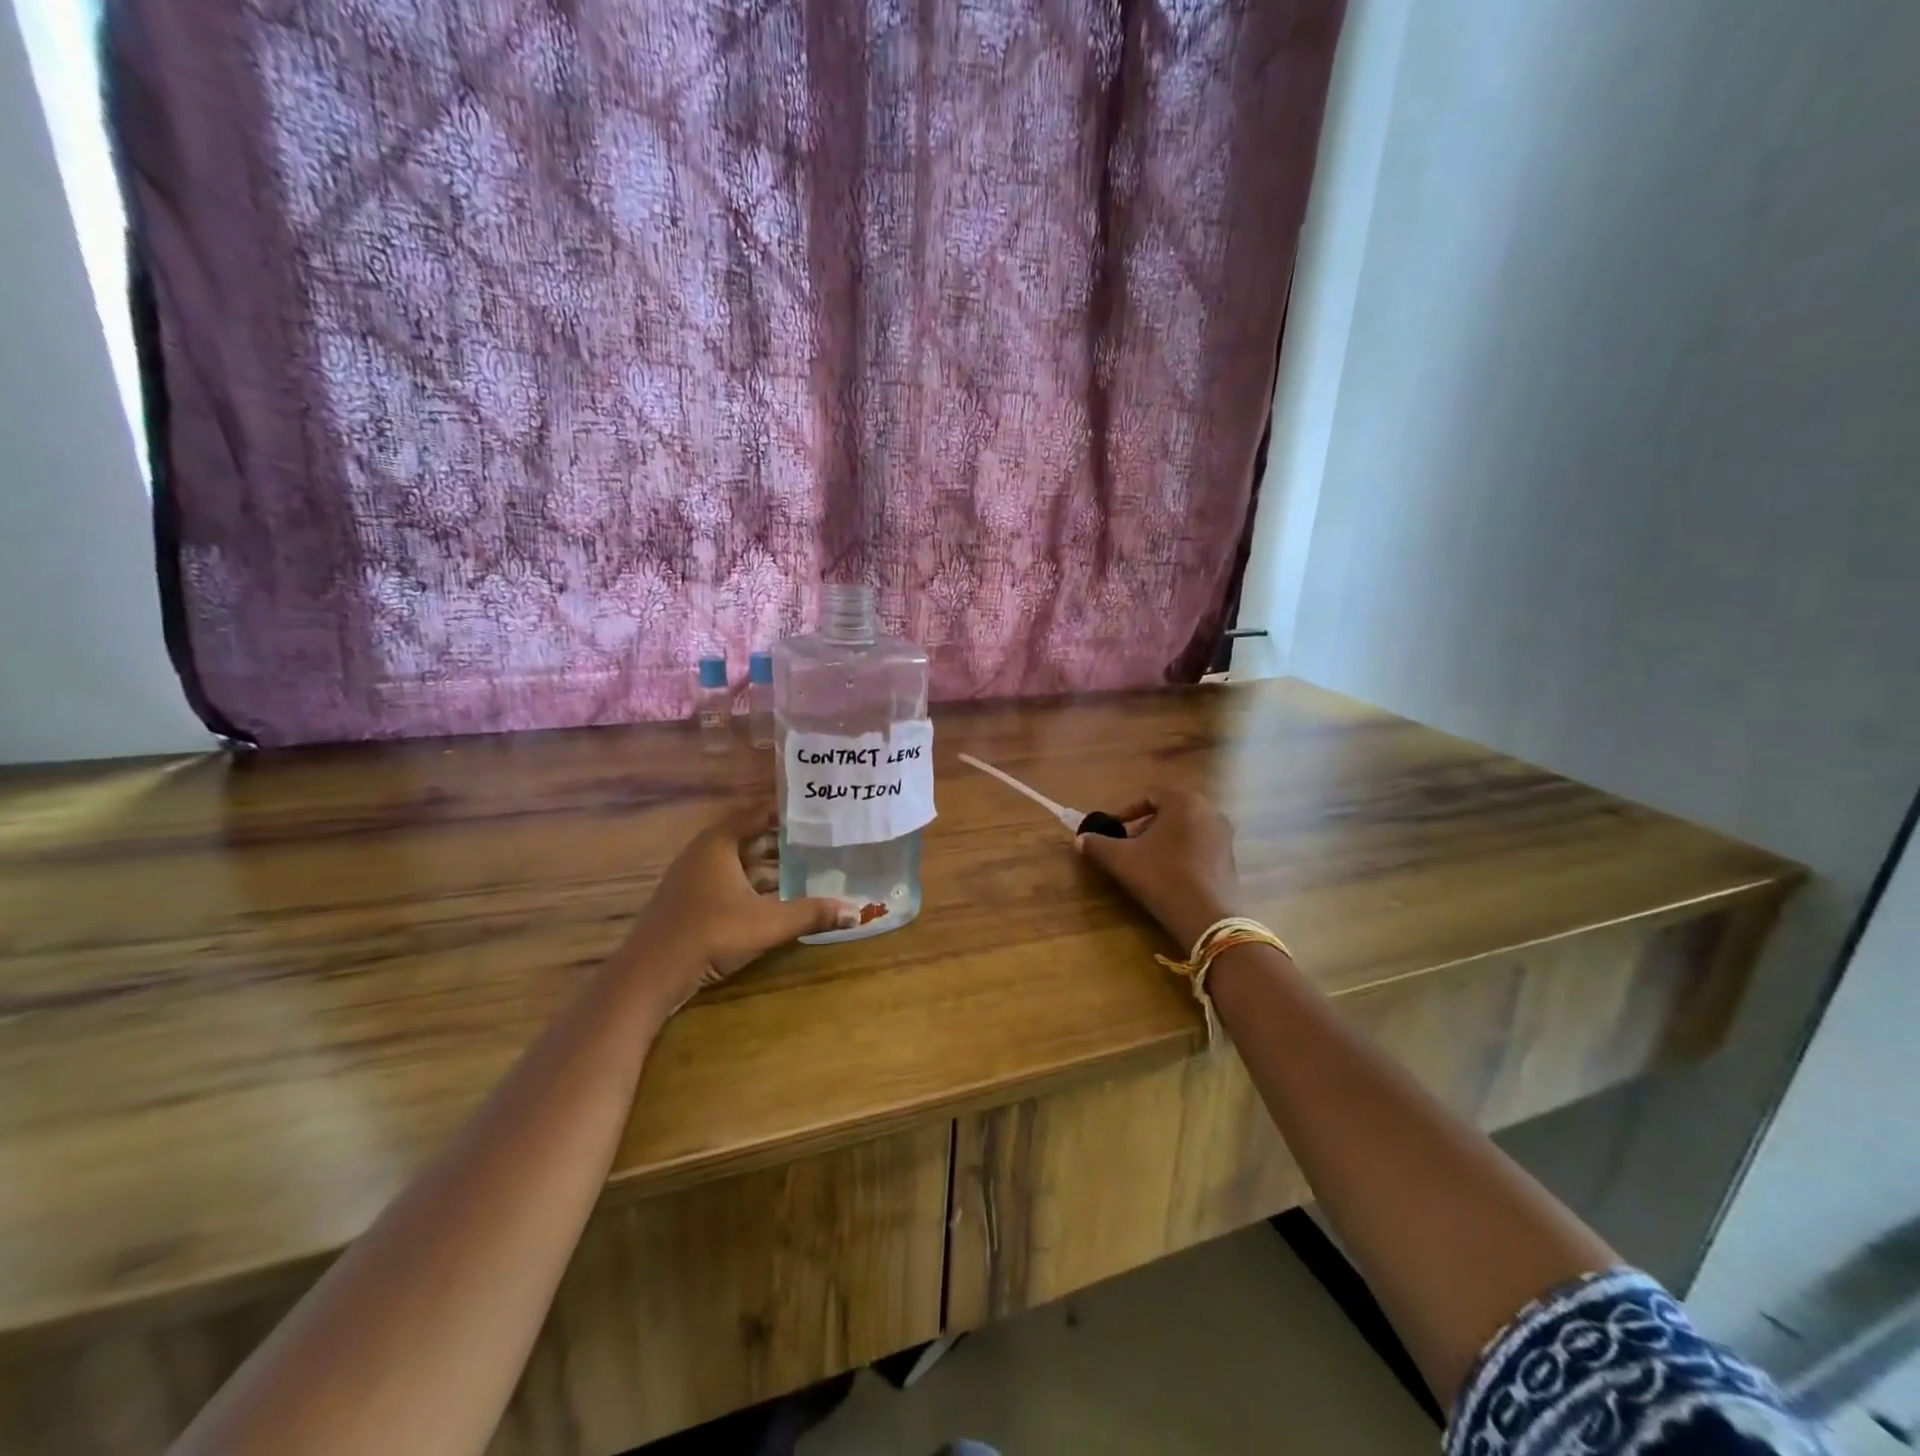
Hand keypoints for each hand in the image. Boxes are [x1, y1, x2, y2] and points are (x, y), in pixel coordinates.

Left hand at [623, 806, 857, 1004]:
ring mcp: (693, 878)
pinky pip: (728, 882)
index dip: (786, 812)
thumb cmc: (710, 933)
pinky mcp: (689, 902)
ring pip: (739, 863)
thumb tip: (857, 911)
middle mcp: (704, 853)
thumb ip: (812, 914)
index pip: (757, 813)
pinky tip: (775, 900)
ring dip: (769, 868)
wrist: (650, 975)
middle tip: (820, 843)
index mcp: (719, 843)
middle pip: (750, 838)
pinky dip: (752, 885)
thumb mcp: (768, 923)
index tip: (816, 813)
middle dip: (783, 843)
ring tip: (806, 871)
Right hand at [1074, 786, 1242, 949]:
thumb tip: (1080, 840)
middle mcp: (1209, 810)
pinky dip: (1182, 852)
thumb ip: (1097, 844)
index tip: (1114, 830)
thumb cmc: (1161, 876)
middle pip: (1169, 811)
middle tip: (1128, 845)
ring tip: (1146, 861)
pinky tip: (1170, 874)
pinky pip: (1200, 844)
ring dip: (1164, 839)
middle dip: (1145, 825)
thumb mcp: (1121, 859)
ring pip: (1185, 828)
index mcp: (1183, 801)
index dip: (1127, 811)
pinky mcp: (1231, 857)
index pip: (1150, 795)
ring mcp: (1224, 834)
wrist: (1207, 916)